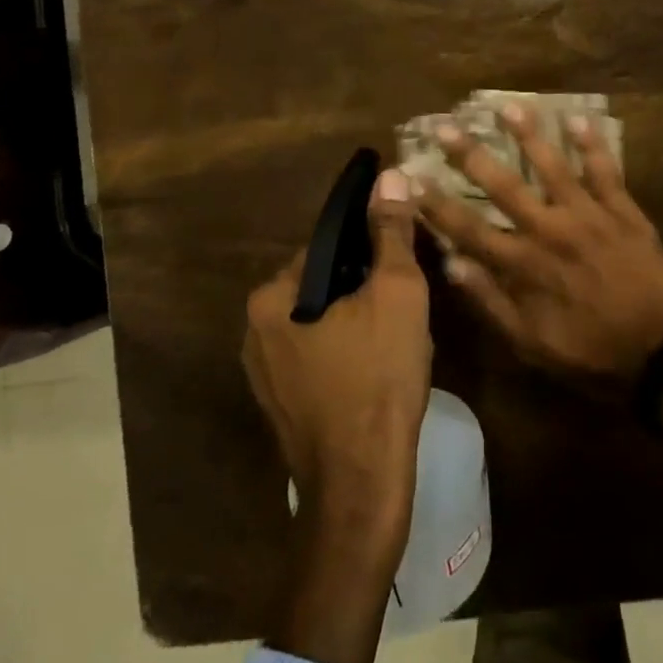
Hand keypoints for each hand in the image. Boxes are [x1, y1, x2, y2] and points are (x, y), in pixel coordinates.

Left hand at [243, 168, 431, 662]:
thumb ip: (391, 232)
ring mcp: (263, 372)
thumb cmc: (379, 378)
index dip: (371, 246)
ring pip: (321, 321)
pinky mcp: (280, 404)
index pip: (327, 246)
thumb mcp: (397, 293)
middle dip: (365, 285)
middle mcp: (255, 329)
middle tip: (408, 300)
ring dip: (358, 317)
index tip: (404, 260)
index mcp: (272, 296)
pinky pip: (317, 355)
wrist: (361, 485)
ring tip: (400, 334)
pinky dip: (347, 350)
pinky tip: (379, 367)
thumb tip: (391, 176)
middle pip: (324, 283)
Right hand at [416, 103, 662, 383]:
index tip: (411, 178)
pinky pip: (605, 170)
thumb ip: (490, 302)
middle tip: (446, 125)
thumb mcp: (530, 344)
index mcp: (523, 264)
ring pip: (552, 165)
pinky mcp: (623, 210)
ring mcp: (588, 215)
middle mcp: (549, 230)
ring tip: (507, 105)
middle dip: (470, 155)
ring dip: (528, 134)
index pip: (468, 228)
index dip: (436, 203)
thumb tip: (451, 264)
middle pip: (503, 185)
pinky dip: (592, 144)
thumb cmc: (591, 353)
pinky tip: (578, 117)